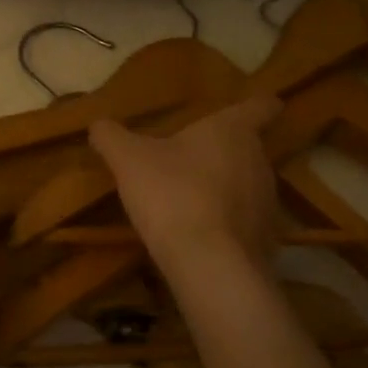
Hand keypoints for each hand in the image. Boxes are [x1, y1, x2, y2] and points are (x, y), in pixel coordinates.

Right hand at [89, 98, 281, 277]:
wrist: (208, 263)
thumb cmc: (172, 194)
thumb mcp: (128, 160)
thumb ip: (111, 137)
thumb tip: (98, 125)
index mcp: (233, 131)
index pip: (260, 106)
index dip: (259, 104)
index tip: (257, 106)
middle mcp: (260, 161)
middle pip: (249, 148)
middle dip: (224, 154)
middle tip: (191, 162)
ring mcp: (268, 202)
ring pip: (248, 186)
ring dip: (226, 190)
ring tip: (193, 203)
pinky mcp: (267, 240)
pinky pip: (247, 224)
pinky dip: (229, 226)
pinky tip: (202, 238)